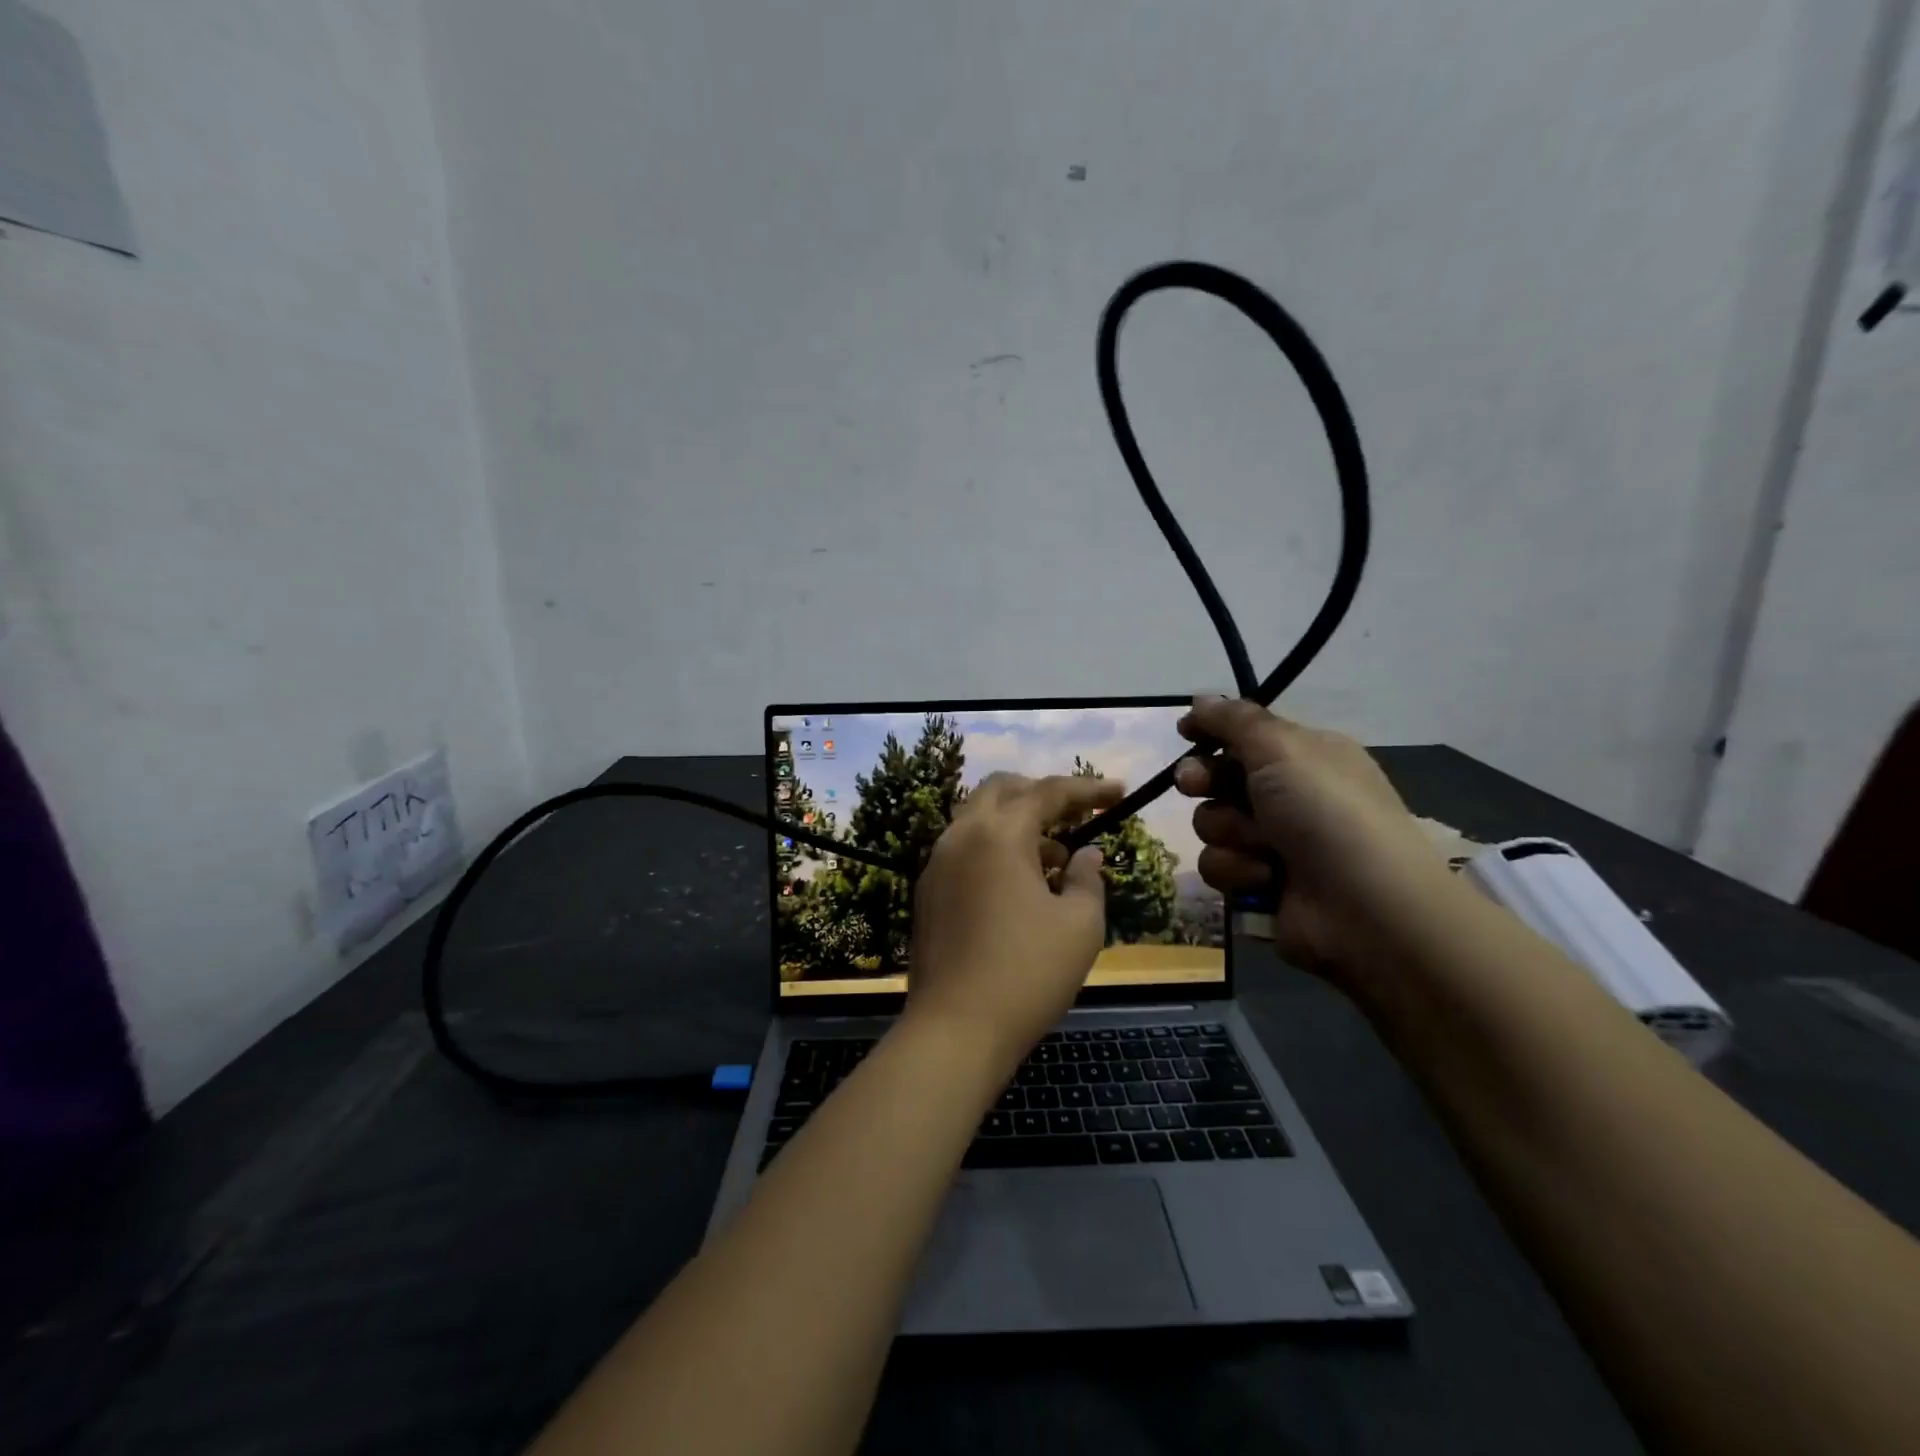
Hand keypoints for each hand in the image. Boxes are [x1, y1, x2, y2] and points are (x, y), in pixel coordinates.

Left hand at [905, 772, 1123, 1071]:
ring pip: (978, 818)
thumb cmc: (1027, 974)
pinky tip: (1019, 884)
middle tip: (1077, 814)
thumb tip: (1085, 854)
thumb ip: (1088, 879)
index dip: (1088, 789)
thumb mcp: (1080, 926)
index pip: (1048, 792)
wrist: (954, 1029)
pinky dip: (994, 847)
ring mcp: (936, 863)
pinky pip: (964, 848)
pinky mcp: (927, 891)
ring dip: (1017, 823)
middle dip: (1042, 793)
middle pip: (1002, 789)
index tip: (1120, 792)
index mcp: (998, 834)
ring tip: (1055, 858)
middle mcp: (961, 836)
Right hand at [1175, 696, 1451, 976]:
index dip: (1212, 732)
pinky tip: (1267, 879)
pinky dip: (1239, 871)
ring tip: (1262, 846)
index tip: (1185, 732)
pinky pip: (1219, 866)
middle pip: (1219, 778)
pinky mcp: (1260, 884)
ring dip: (1230, 833)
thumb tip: (1201, 699)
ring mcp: (1274, 843)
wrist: (1365, 908)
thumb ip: (1234, 720)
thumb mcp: (1282, 748)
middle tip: (1195, 783)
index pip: (1245, 735)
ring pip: (1212, 824)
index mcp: (1305, 756)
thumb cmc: (1326, 812)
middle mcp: (1288, 795)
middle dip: (1204, 781)